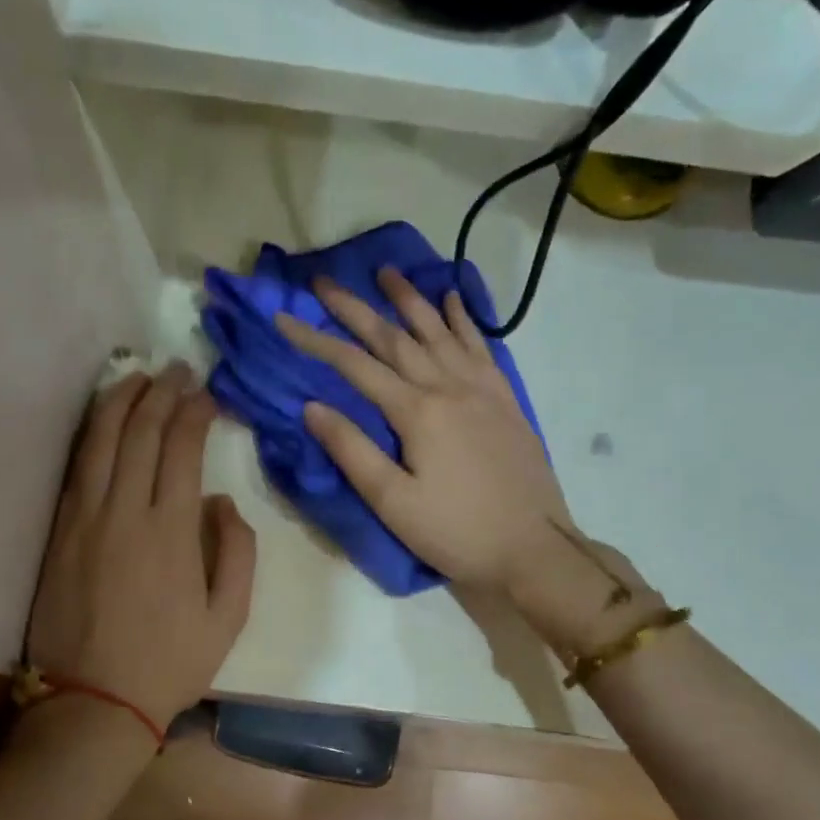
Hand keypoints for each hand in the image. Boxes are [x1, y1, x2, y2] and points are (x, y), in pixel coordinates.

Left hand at [27, 364, 256, 732]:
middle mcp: (126, 512)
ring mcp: (84, 518)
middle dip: (162, 393)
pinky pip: (75, 467)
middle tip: (178, 370)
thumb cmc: (170, 662)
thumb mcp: (229, 618)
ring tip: (138, 375)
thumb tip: (222, 501)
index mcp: (172, 531)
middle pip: (141, 434)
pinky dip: (90, 433)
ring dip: (121, 401)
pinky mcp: (58, 531)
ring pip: (100, 441)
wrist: (93, 702)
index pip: (182, 450)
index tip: (207, 395)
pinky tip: (102, 417)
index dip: (195, 413)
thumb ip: (237, 553)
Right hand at [274, 267, 572, 594]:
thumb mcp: (394, 504)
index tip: (285, 317)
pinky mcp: (506, 400)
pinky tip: (453, 299)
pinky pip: (481, 347)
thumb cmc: (457, 532)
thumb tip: (312, 407)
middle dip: (356, 308)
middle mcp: (449, 387)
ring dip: (410, 300)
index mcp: (417, 412)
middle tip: (325, 281)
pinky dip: (464, 319)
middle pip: (395, 338)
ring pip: (439, 332)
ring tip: (387, 272)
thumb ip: (353, 451)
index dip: (316, 340)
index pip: (355, 366)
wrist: (534, 548)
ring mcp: (482, 389)